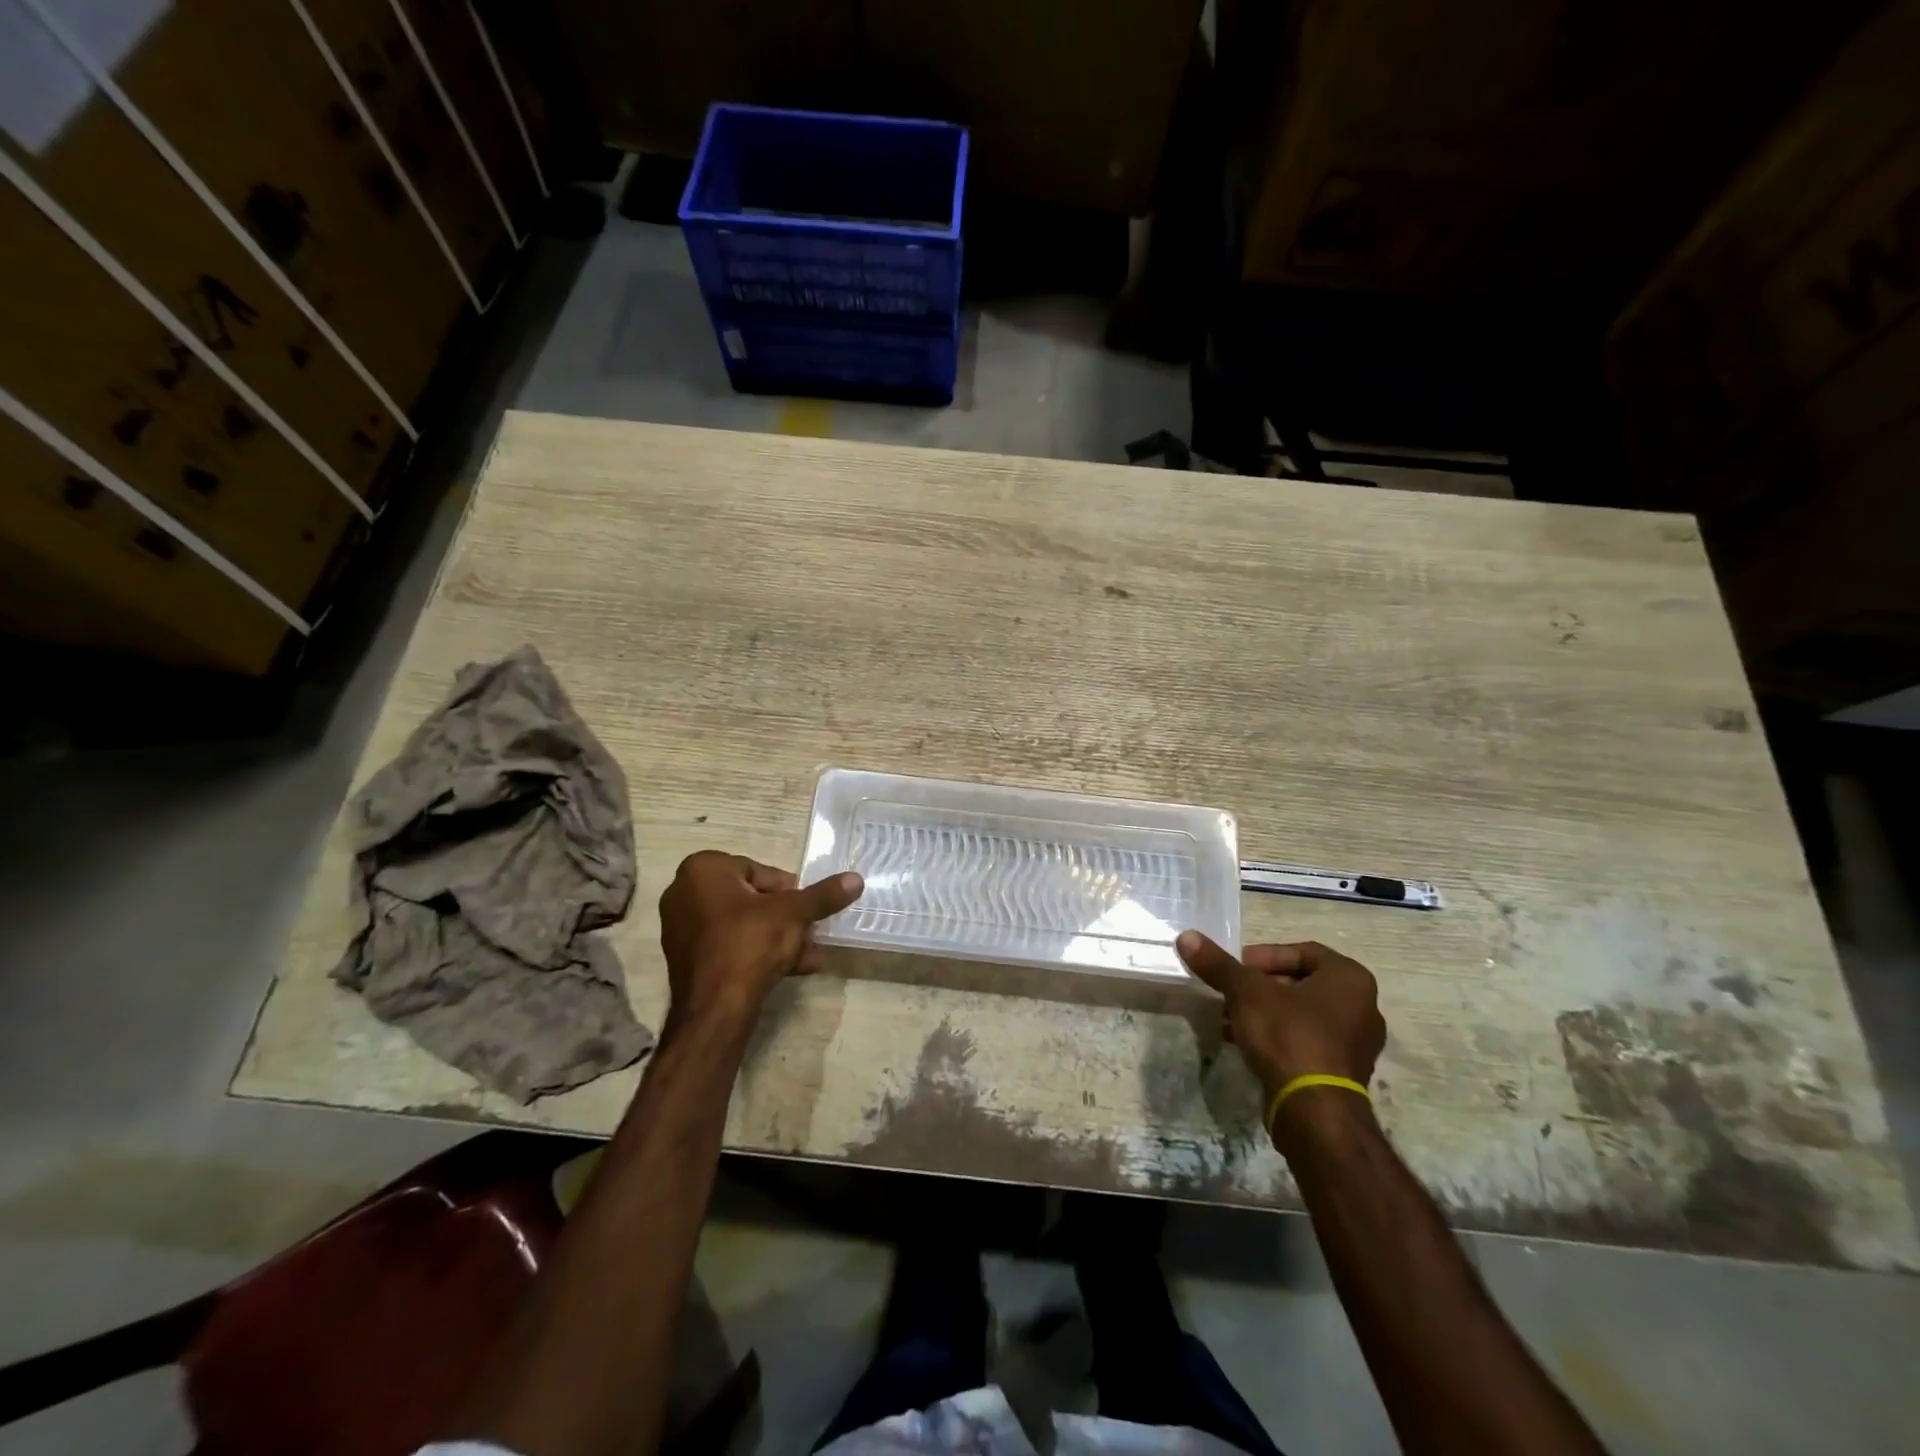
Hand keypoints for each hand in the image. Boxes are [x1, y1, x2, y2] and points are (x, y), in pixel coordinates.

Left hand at [658, 851, 862, 1028]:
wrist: (715, 1009)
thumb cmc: (750, 943)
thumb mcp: (794, 913)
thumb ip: (824, 895)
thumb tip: (856, 879)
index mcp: (703, 870)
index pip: (758, 870)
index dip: (788, 891)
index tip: (806, 908)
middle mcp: (684, 893)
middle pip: (751, 898)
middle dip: (785, 917)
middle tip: (810, 931)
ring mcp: (682, 928)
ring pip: (742, 925)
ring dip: (777, 937)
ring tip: (809, 954)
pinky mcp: (687, 959)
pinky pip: (729, 946)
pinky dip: (757, 953)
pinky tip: (793, 969)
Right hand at [1176, 932, 1385, 1103]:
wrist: (1314, 1112)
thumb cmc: (1289, 1036)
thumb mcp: (1246, 993)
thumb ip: (1218, 964)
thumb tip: (1186, 937)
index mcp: (1350, 979)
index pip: (1303, 951)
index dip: (1264, 955)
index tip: (1237, 968)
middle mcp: (1363, 1007)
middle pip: (1301, 983)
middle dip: (1260, 985)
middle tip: (1230, 992)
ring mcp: (1356, 1044)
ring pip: (1301, 1013)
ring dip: (1264, 1011)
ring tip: (1230, 1018)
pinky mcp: (1343, 1073)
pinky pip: (1306, 1041)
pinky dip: (1277, 1036)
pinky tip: (1244, 1042)